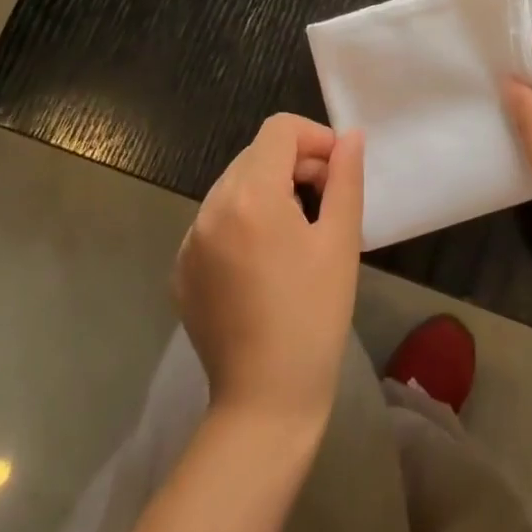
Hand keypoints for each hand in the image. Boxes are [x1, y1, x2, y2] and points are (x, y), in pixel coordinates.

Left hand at [174, 114, 364, 433]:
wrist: (264, 402)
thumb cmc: (314, 316)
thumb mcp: (341, 241)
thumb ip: (345, 178)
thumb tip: (350, 137)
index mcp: (250, 196)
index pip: (279, 130)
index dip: (314, 138)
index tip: (337, 171)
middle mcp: (211, 208)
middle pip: (256, 154)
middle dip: (294, 163)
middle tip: (324, 201)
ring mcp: (189, 240)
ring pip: (234, 185)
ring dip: (268, 190)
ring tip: (297, 232)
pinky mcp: (181, 269)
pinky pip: (215, 221)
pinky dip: (242, 221)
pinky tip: (264, 262)